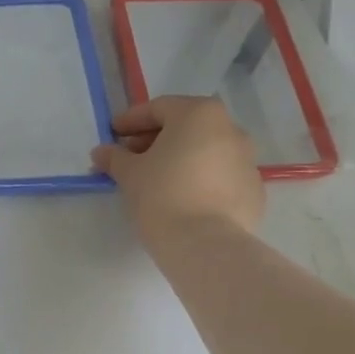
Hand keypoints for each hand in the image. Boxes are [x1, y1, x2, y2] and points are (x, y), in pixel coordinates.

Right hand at [92, 96, 263, 246]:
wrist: (205, 244)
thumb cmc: (162, 196)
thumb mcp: (130, 174)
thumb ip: (115, 158)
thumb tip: (101, 152)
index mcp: (199, 115)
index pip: (159, 109)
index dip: (131, 120)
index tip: (113, 134)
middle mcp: (230, 129)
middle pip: (186, 128)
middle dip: (155, 140)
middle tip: (131, 158)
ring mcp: (247, 161)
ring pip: (205, 152)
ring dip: (179, 160)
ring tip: (156, 181)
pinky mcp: (253, 190)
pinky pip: (219, 177)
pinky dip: (199, 181)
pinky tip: (182, 200)